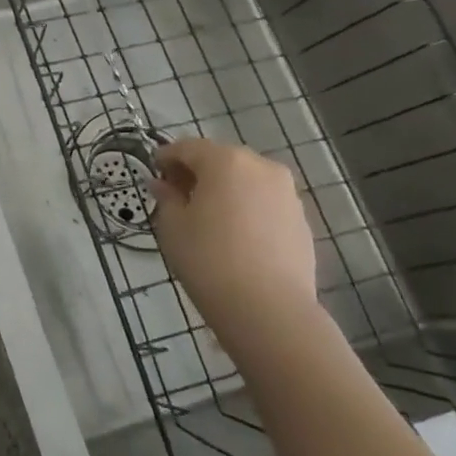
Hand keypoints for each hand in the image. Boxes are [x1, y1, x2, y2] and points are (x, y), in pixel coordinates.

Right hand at [150, 137, 318, 356]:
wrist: (268, 308)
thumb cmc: (208, 258)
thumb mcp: (172, 225)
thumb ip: (167, 197)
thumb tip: (163, 184)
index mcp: (226, 161)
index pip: (188, 147)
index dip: (166, 157)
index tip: (154, 173)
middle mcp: (261, 167)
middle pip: (221, 159)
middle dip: (198, 171)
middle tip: (177, 194)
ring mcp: (287, 193)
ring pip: (246, 180)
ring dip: (224, 189)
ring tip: (206, 216)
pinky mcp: (301, 220)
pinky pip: (264, 202)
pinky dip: (246, 207)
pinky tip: (233, 234)